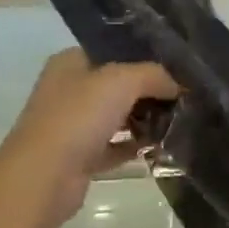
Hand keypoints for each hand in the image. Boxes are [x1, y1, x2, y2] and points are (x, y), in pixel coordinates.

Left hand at [0, 49, 178, 227]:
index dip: (144, 56)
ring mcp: (72, 125)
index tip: (178, 67)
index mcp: (70, 63)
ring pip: (116, 117)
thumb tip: (178, 84)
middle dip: (149, 91)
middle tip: (184, 96)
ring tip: (178, 121)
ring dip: (144, 120)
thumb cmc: (78, 117)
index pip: (112, 51)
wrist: (44, 176)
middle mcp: (69, 90)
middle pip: (117, 85)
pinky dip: (135, 147)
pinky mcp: (80, 157)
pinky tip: (160, 147)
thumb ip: (153, 75)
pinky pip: (115, 147)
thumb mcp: (121, 81)